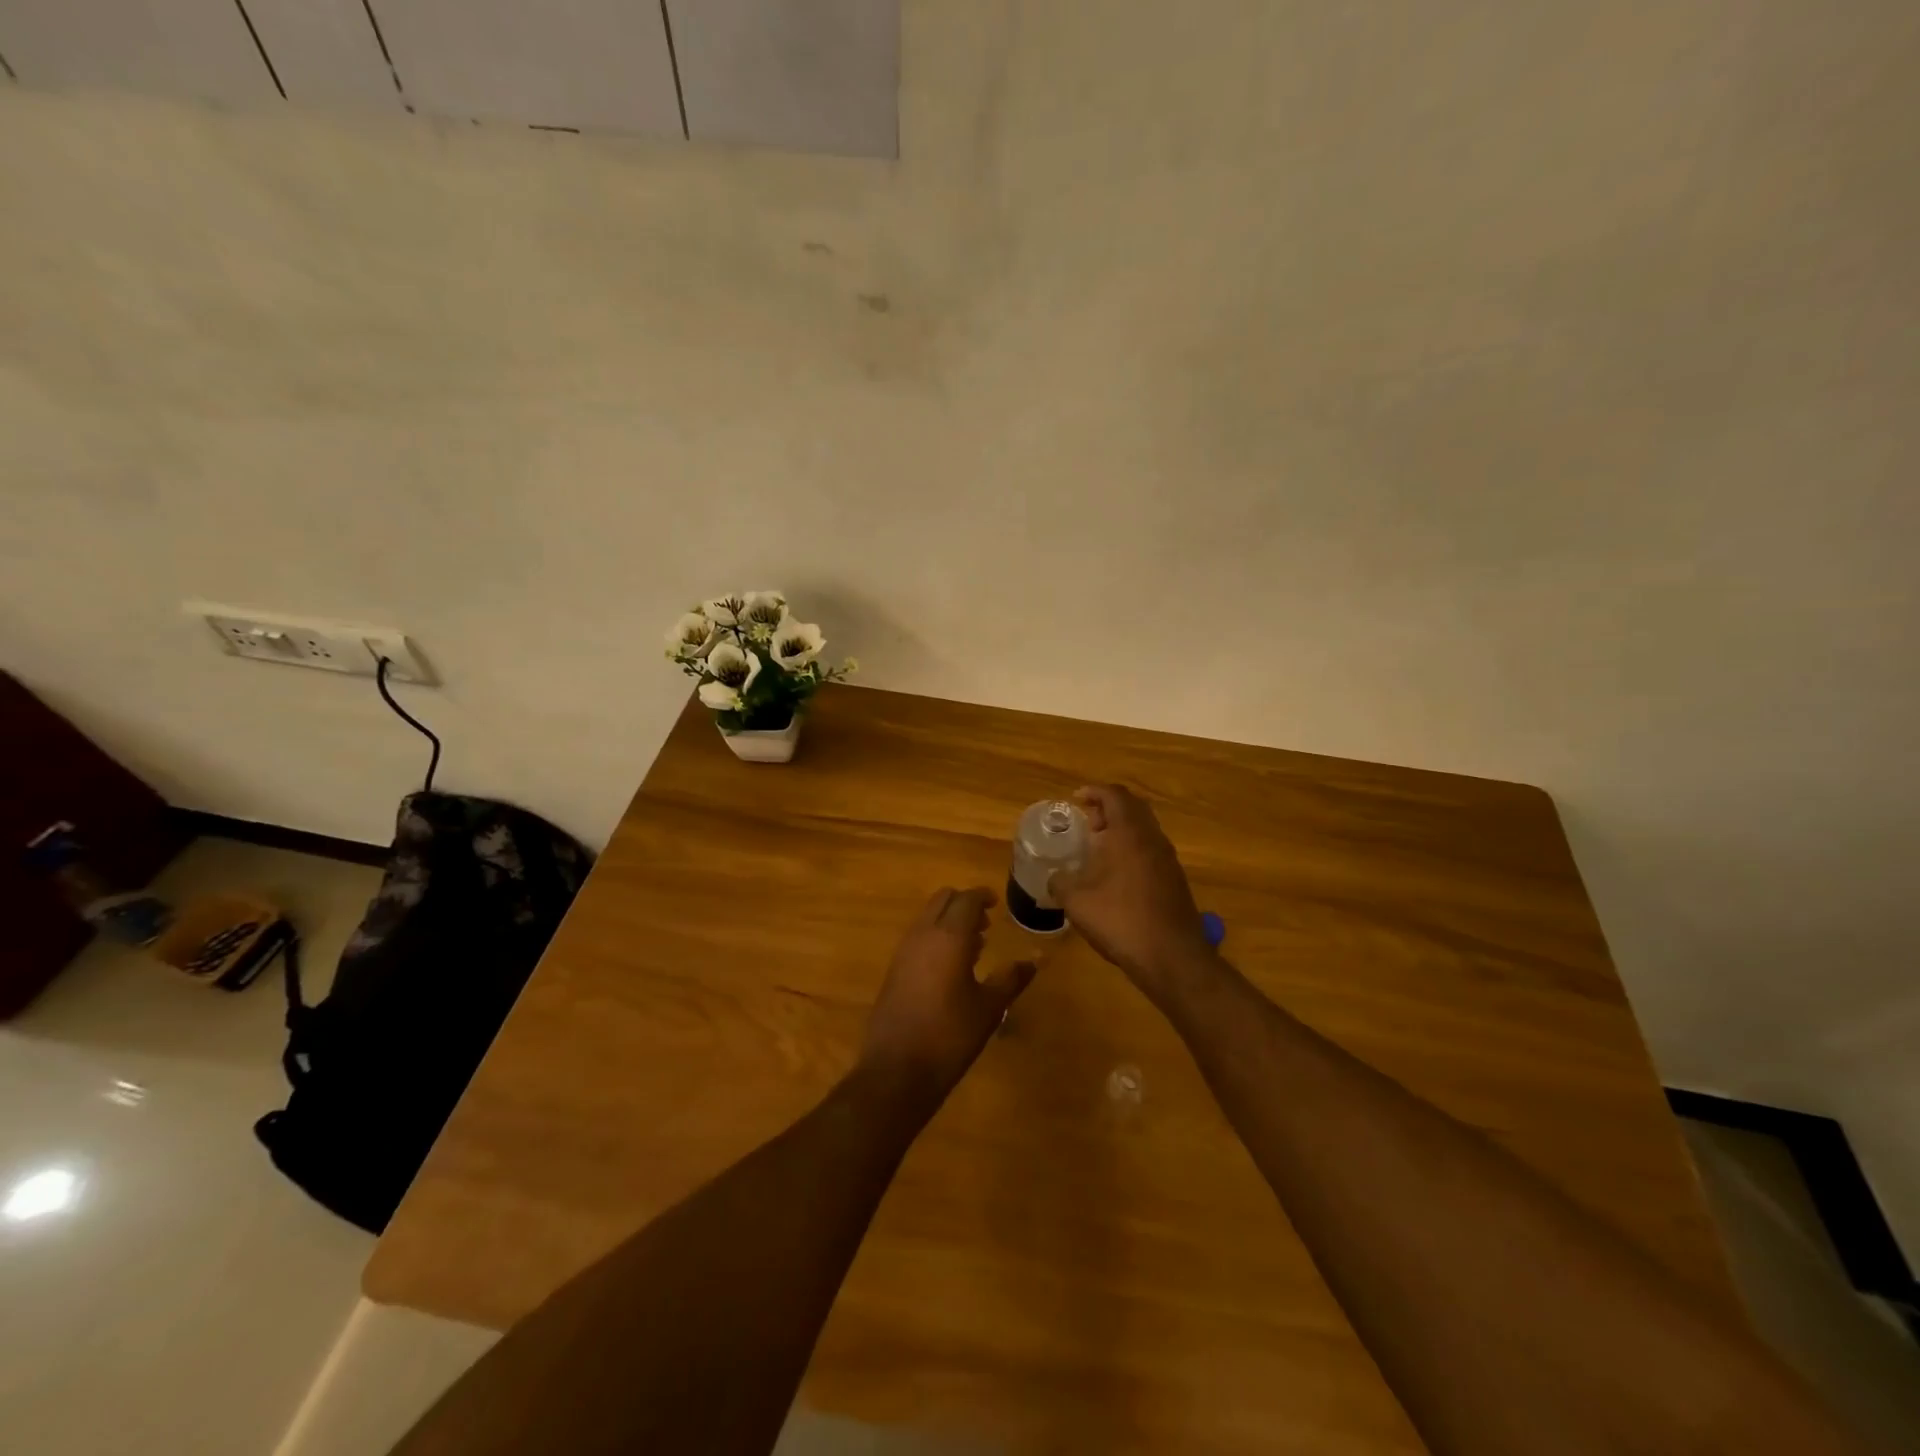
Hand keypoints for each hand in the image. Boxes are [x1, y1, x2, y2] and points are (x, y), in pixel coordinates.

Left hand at [858, 888, 1034, 1106]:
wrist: (897, 1068)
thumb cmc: (950, 1035)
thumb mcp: (989, 1007)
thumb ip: (1011, 978)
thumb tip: (1035, 960)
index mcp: (948, 936)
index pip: (966, 899)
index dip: (982, 896)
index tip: (996, 902)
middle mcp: (922, 935)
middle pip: (942, 900)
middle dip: (964, 904)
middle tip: (985, 922)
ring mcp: (904, 951)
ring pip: (927, 918)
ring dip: (948, 921)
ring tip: (974, 946)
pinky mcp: (894, 969)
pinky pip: (918, 938)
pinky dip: (935, 938)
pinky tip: (951, 967)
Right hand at [1050, 785, 1215, 996]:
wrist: (1172, 957)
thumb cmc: (1120, 919)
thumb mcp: (1076, 901)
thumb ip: (1060, 883)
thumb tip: (1054, 878)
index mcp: (1129, 833)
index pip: (1114, 795)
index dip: (1094, 792)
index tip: (1076, 799)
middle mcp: (1152, 838)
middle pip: (1133, 808)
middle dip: (1109, 809)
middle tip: (1087, 823)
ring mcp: (1168, 860)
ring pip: (1144, 831)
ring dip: (1122, 831)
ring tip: (1097, 849)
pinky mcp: (1175, 881)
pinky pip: (1150, 851)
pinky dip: (1132, 851)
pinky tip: (1115, 876)